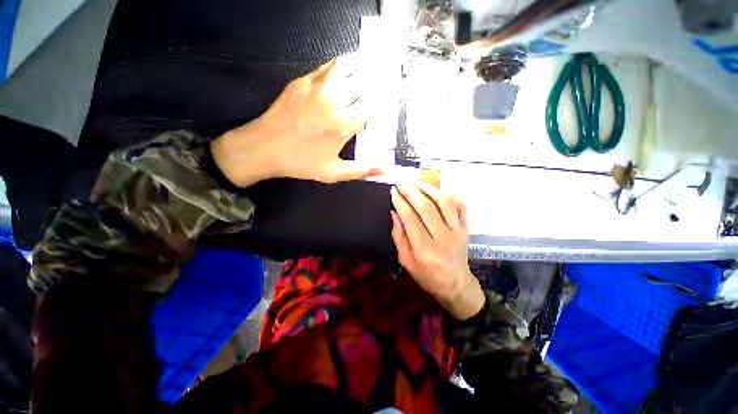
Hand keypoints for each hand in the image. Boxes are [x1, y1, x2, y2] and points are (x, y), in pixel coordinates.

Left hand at [211, 53, 381, 186]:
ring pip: (346, 68)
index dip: (382, 102)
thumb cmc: (300, 162)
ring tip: (370, 65)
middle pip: (362, 84)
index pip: (371, 107)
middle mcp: (334, 102)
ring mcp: (317, 88)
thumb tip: (386, 170)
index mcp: (343, 125)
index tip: (388, 101)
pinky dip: (341, 65)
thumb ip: (362, 170)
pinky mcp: (303, 81)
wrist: (263, 147)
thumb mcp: (333, 173)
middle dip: (376, 82)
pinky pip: (327, 67)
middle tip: (385, 79)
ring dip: (361, 66)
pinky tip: (346, 66)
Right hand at [390, 183, 484, 319]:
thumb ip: (399, 237)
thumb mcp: (406, 262)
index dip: (400, 202)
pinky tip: (438, 191)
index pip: (410, 219)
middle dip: (412, 191)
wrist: (456, 286)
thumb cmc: (428, 277)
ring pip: (444, 203)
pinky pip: (460, 207)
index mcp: (425, 249)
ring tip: (416, 183)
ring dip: (429, 189)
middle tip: (401, 183)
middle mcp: (443, 238)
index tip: (393, 191)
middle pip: (427, 207)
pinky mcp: (465, 229)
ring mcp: (457, 232)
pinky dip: (450, 195)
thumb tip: (394, 214)